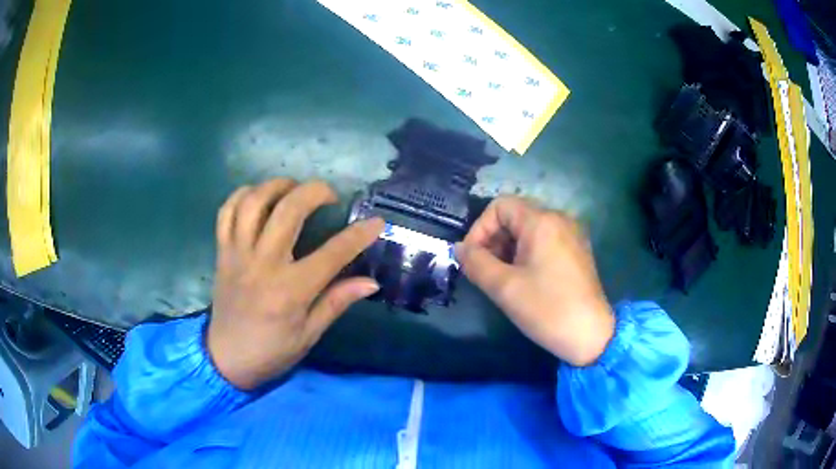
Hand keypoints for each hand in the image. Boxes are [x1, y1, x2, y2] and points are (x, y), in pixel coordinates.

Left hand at [208, 179, 383, 389]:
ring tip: (293, 189)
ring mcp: (238, 254)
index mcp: (290, 290)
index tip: (377, 221)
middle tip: (329, 195)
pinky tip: (258, 197)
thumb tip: (370, 282)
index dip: (359, 234)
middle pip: (288, 210)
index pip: (332, 253)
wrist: (226, 359)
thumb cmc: (272, 351)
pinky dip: (242, 196)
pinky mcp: (222, 252)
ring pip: (254, 202)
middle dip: (315, 192)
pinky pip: (226, 212)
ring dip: (277, 186)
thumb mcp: (309, 334)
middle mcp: (263, 264)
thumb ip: (336, 302)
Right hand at [456, 197, 614, 366]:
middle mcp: (560, 218)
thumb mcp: (504, 287)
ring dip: (508, 248)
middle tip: (485, 270)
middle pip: (515, 215)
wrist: (591, 335)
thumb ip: (476, 263)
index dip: (479, 229)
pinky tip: (524, 278)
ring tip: (502, 277)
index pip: (499, 206)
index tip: (473, 259)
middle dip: (493, 240)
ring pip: (529, 229)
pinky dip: (527, 253)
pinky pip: (545, 240)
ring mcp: (572, 234)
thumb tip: (459, 248)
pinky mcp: (577, 250)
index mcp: (542, 221)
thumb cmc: (547, 309)